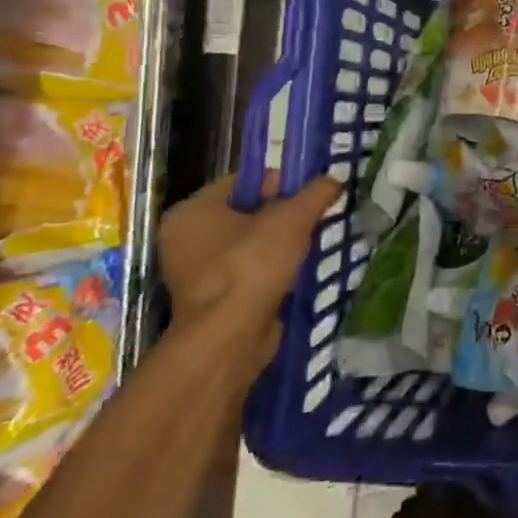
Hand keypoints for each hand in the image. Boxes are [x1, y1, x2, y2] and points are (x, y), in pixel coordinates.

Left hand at [158, 172, 343, 386]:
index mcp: (192, 212)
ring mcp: (196, 272)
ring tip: (311, 242)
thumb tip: (332, 181)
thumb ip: (315, 193)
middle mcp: (185, 239)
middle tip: (314, 217)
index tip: (308, 193)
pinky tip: (298, 269)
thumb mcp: (293, 218)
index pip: (241, 181)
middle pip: (246, 212)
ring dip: (281, 242)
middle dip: (283, 214)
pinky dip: (273, 268)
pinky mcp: (213, 298)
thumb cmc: (252, 264)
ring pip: (249, 243)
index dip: (279, 181)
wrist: (231, 336)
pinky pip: (248, 270)